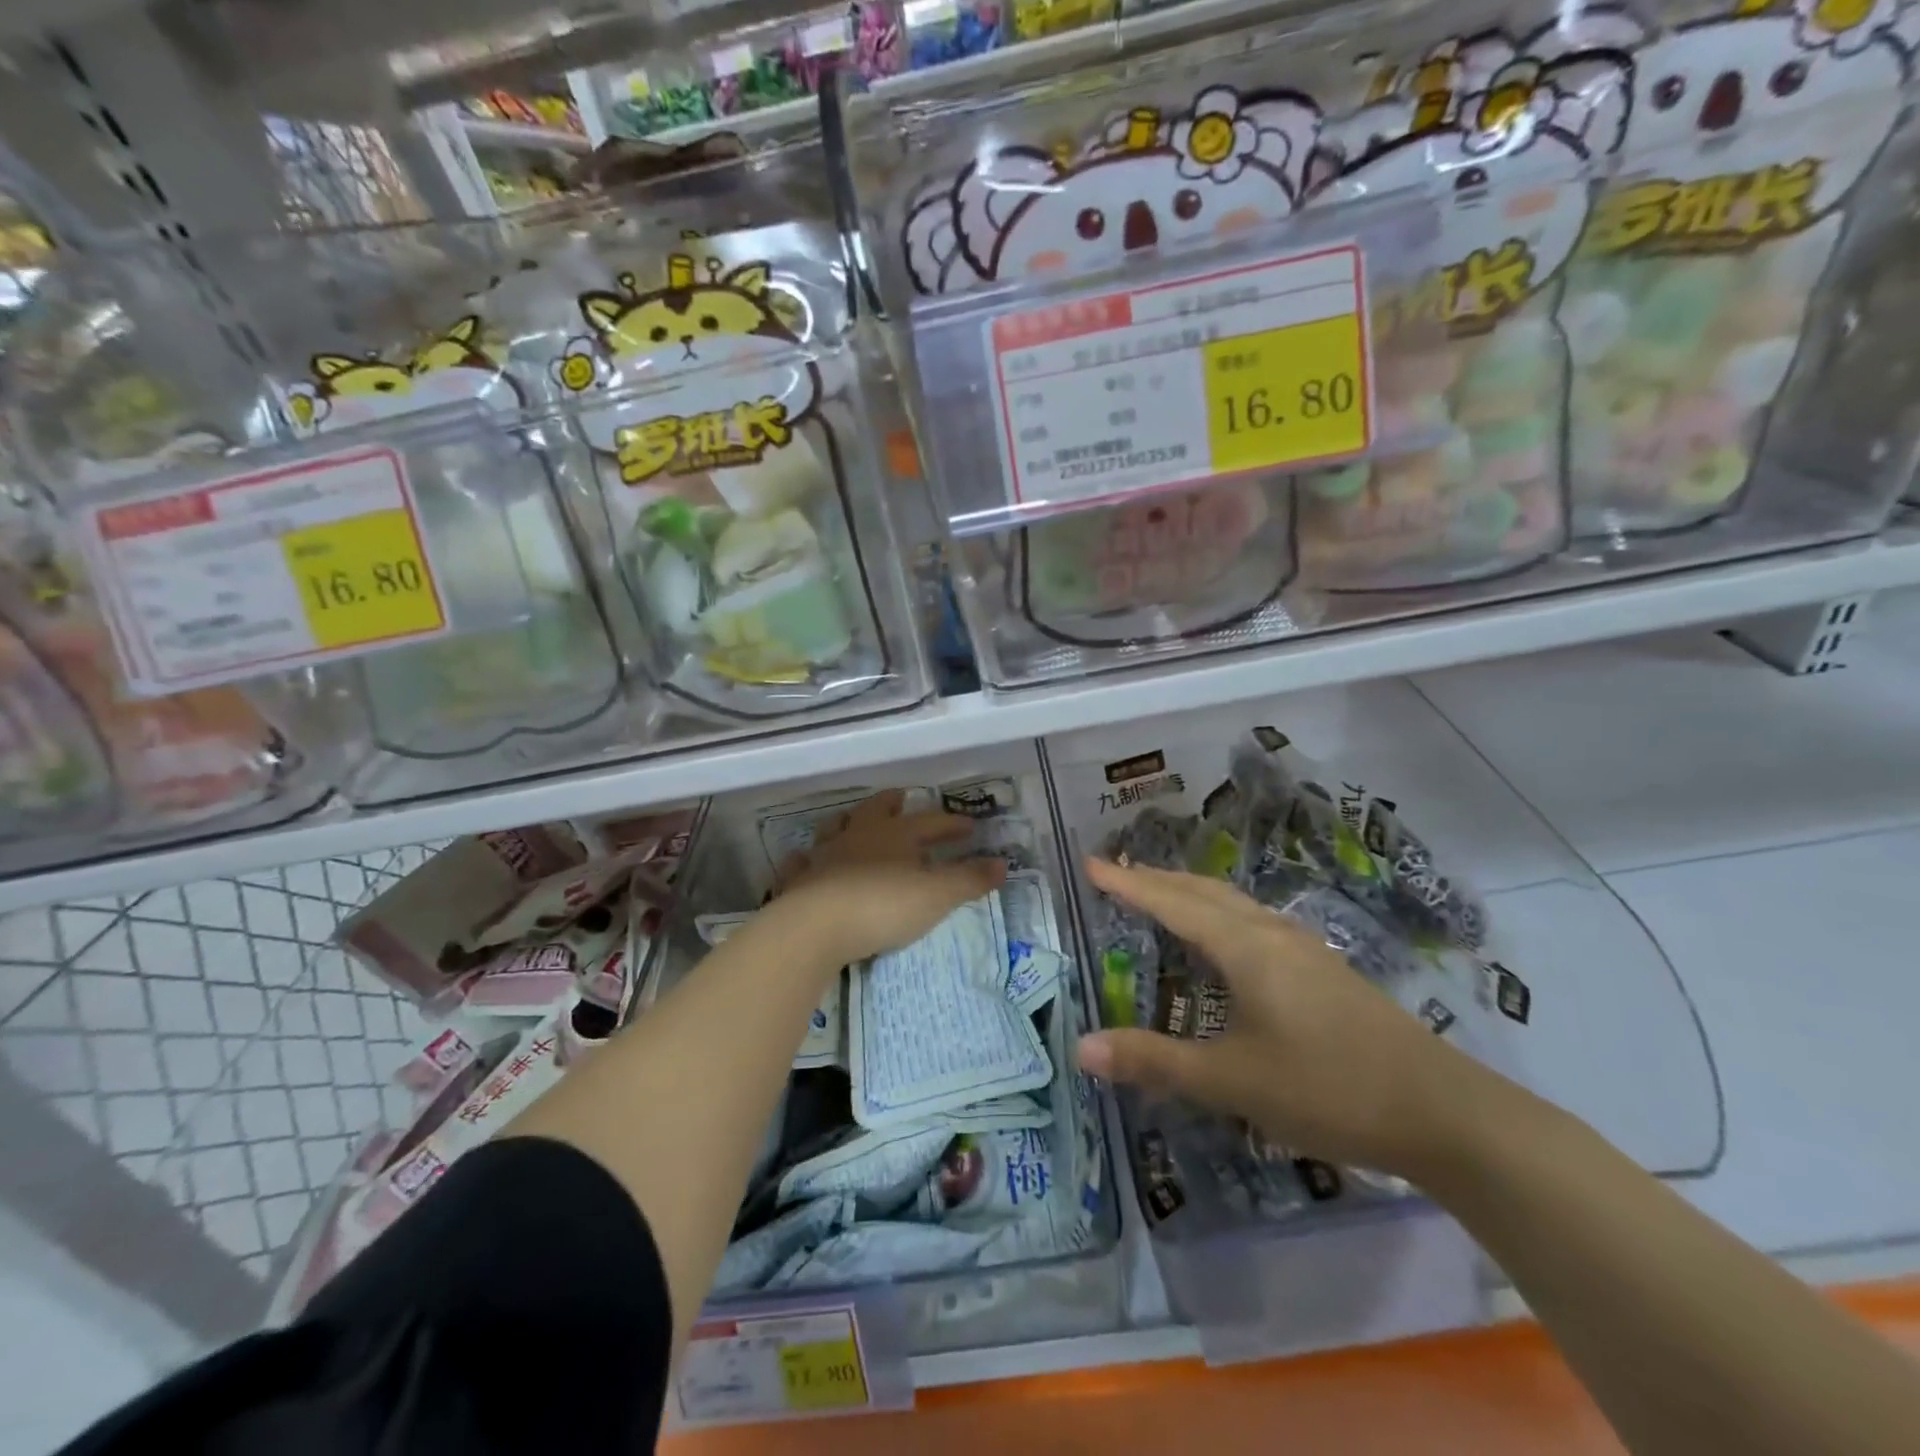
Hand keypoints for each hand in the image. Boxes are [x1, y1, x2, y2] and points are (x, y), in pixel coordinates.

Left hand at [776, 790, 1006, 965]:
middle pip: (877, 810)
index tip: (969, 827)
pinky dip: (806, 859)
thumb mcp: (937, 895)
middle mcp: (859, 836)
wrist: (817, 926)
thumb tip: (1003, 864)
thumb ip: (969, 879)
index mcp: (896, 834)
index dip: (951, 824)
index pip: (930, 822)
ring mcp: (825, 855)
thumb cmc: (884, 905)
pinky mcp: (800, 880)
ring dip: (848, 822)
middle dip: (892, 803)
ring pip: (837, 828)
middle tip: (901, 798)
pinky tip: (805, 859)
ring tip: (853, 821)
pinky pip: (802, 862)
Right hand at [1075, 858, 1508, 1180]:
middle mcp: (1271, 933)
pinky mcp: (1322, 968)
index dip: (1129, 884)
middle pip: (1203, 891)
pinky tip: (1223, 939)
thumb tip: (1082, 1047)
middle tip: (1115, 874)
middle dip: (1156, 879)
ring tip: (1159, 895)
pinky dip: (1218, 914)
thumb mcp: (1233, 1081)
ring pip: (1232, 903)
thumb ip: (1156, 1061)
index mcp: (1245, 947)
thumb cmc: (1328, 1087)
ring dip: (1189, 893)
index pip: (1172, 903)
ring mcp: (1303, 948)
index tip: (1091, 864)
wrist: (1442, 1111)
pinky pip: (1252, 922)